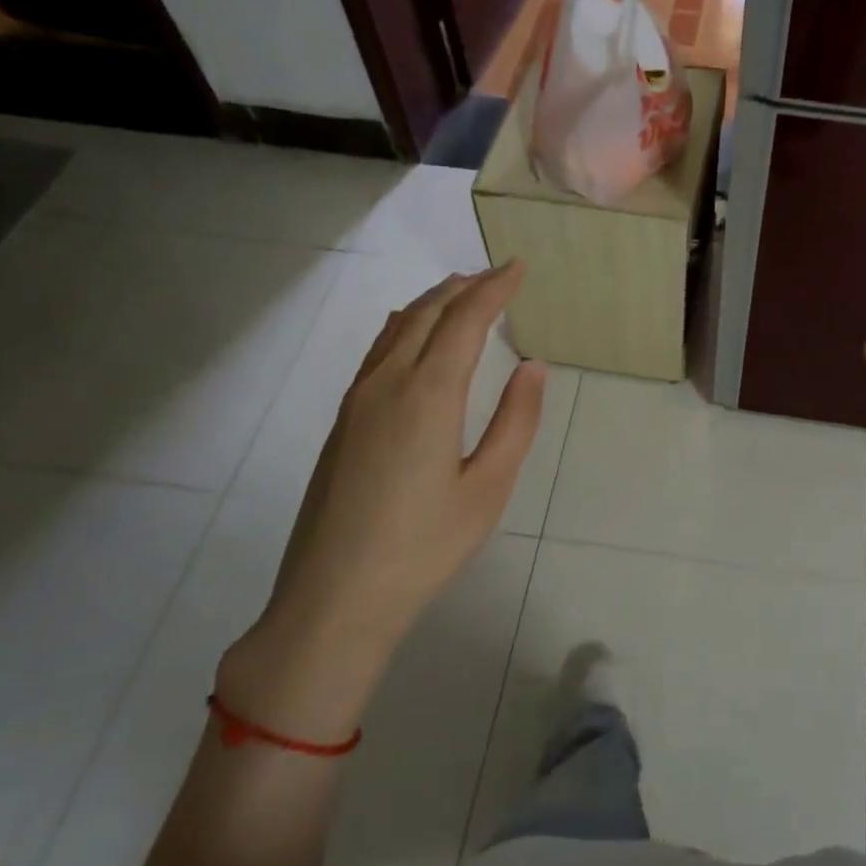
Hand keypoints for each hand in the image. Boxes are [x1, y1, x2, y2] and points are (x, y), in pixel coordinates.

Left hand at [219, 264, 545, 738]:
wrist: (333, 598)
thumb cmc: (424, 547)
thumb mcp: (488, 488)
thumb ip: (515, 422)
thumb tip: (532, 366)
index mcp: (428, 395)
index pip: (465, 320)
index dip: (494, 289)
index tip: (518, 267)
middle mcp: (387, 383)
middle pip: (427, 314)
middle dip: (464, 287)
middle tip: (497, 275)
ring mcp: (357, 401)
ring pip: (397, 328)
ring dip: (433, 302)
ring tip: (461, 292)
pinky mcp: (343, 421)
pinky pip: (379, 351)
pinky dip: (406, 326)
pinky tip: (414, 336)